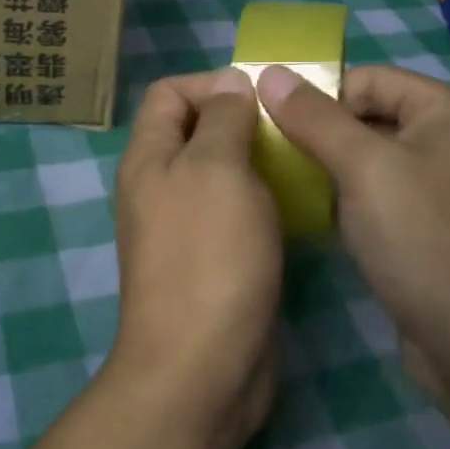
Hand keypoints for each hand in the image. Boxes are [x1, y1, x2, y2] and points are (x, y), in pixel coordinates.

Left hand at [108, 69, 281, 448]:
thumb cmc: (209, 255)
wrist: (203, 365)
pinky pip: (234, 216)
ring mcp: (183, 229)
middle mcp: (158, 188)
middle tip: (291, 133)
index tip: (262, 98)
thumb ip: (222, 119)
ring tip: (301, 167)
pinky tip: (296, 212)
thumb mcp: (217, 169)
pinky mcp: (210, 263)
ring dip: (257, 166)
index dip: (211, 83)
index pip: (168, 93)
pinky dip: (262, 205)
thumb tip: (229, 83)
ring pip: (220, 175)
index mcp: (148, 158)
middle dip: (242, 123)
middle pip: (195, 132)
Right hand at [255, 64, 449, 403]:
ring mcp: (444, 189)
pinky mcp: (430, 229)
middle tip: (272, 159)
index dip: (321, 96)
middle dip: (320, 135)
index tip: (275, 128)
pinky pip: (379, 196)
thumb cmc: (428, 242)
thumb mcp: (364, 169)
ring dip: (329, 170)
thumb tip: (268, 72)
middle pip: (369, 117)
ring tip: (287, 188)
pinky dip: (347, 201)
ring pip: (370, 160)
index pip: (369, 79)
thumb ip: (314, 118)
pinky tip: (317, 219)